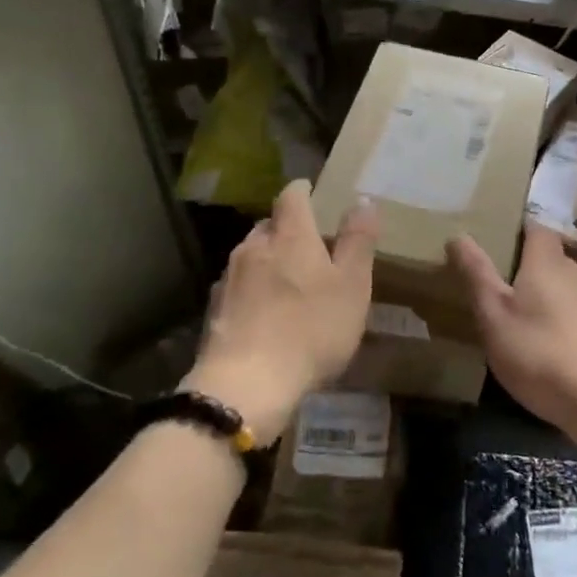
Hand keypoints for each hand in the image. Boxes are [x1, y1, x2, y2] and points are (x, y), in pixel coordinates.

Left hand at [186, 180, 379, 439]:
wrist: (246, 385)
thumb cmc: (310, 329)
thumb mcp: (352, 286)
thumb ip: (358, 241)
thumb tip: (362, 200)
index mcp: (289, 235)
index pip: (292, 195)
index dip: (304, 191)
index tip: (316, 195)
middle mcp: (253, 247)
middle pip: (269, 225)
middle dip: (288, 230)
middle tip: (311, 248)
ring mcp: (229, 278)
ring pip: (251, 256)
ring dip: (269, 261)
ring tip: (289, 284)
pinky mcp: (214, 310)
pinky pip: (237, 287)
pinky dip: (253, 291)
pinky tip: (265, 315)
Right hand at [447, 227, 576, 432]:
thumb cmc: (542, 351)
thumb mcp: (494, 314)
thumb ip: (476, 274)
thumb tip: (457, 235)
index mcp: (547, 260)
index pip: (535, 226)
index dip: (514, 226)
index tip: (489, 234)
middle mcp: (573, 273)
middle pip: (546, 256)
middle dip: (521, 262)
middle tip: (489, 274)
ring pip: (558, 287)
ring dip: (536, 293)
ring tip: (508, 309)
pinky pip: (569, 313)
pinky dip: (550, 318)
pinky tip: (536, 343)